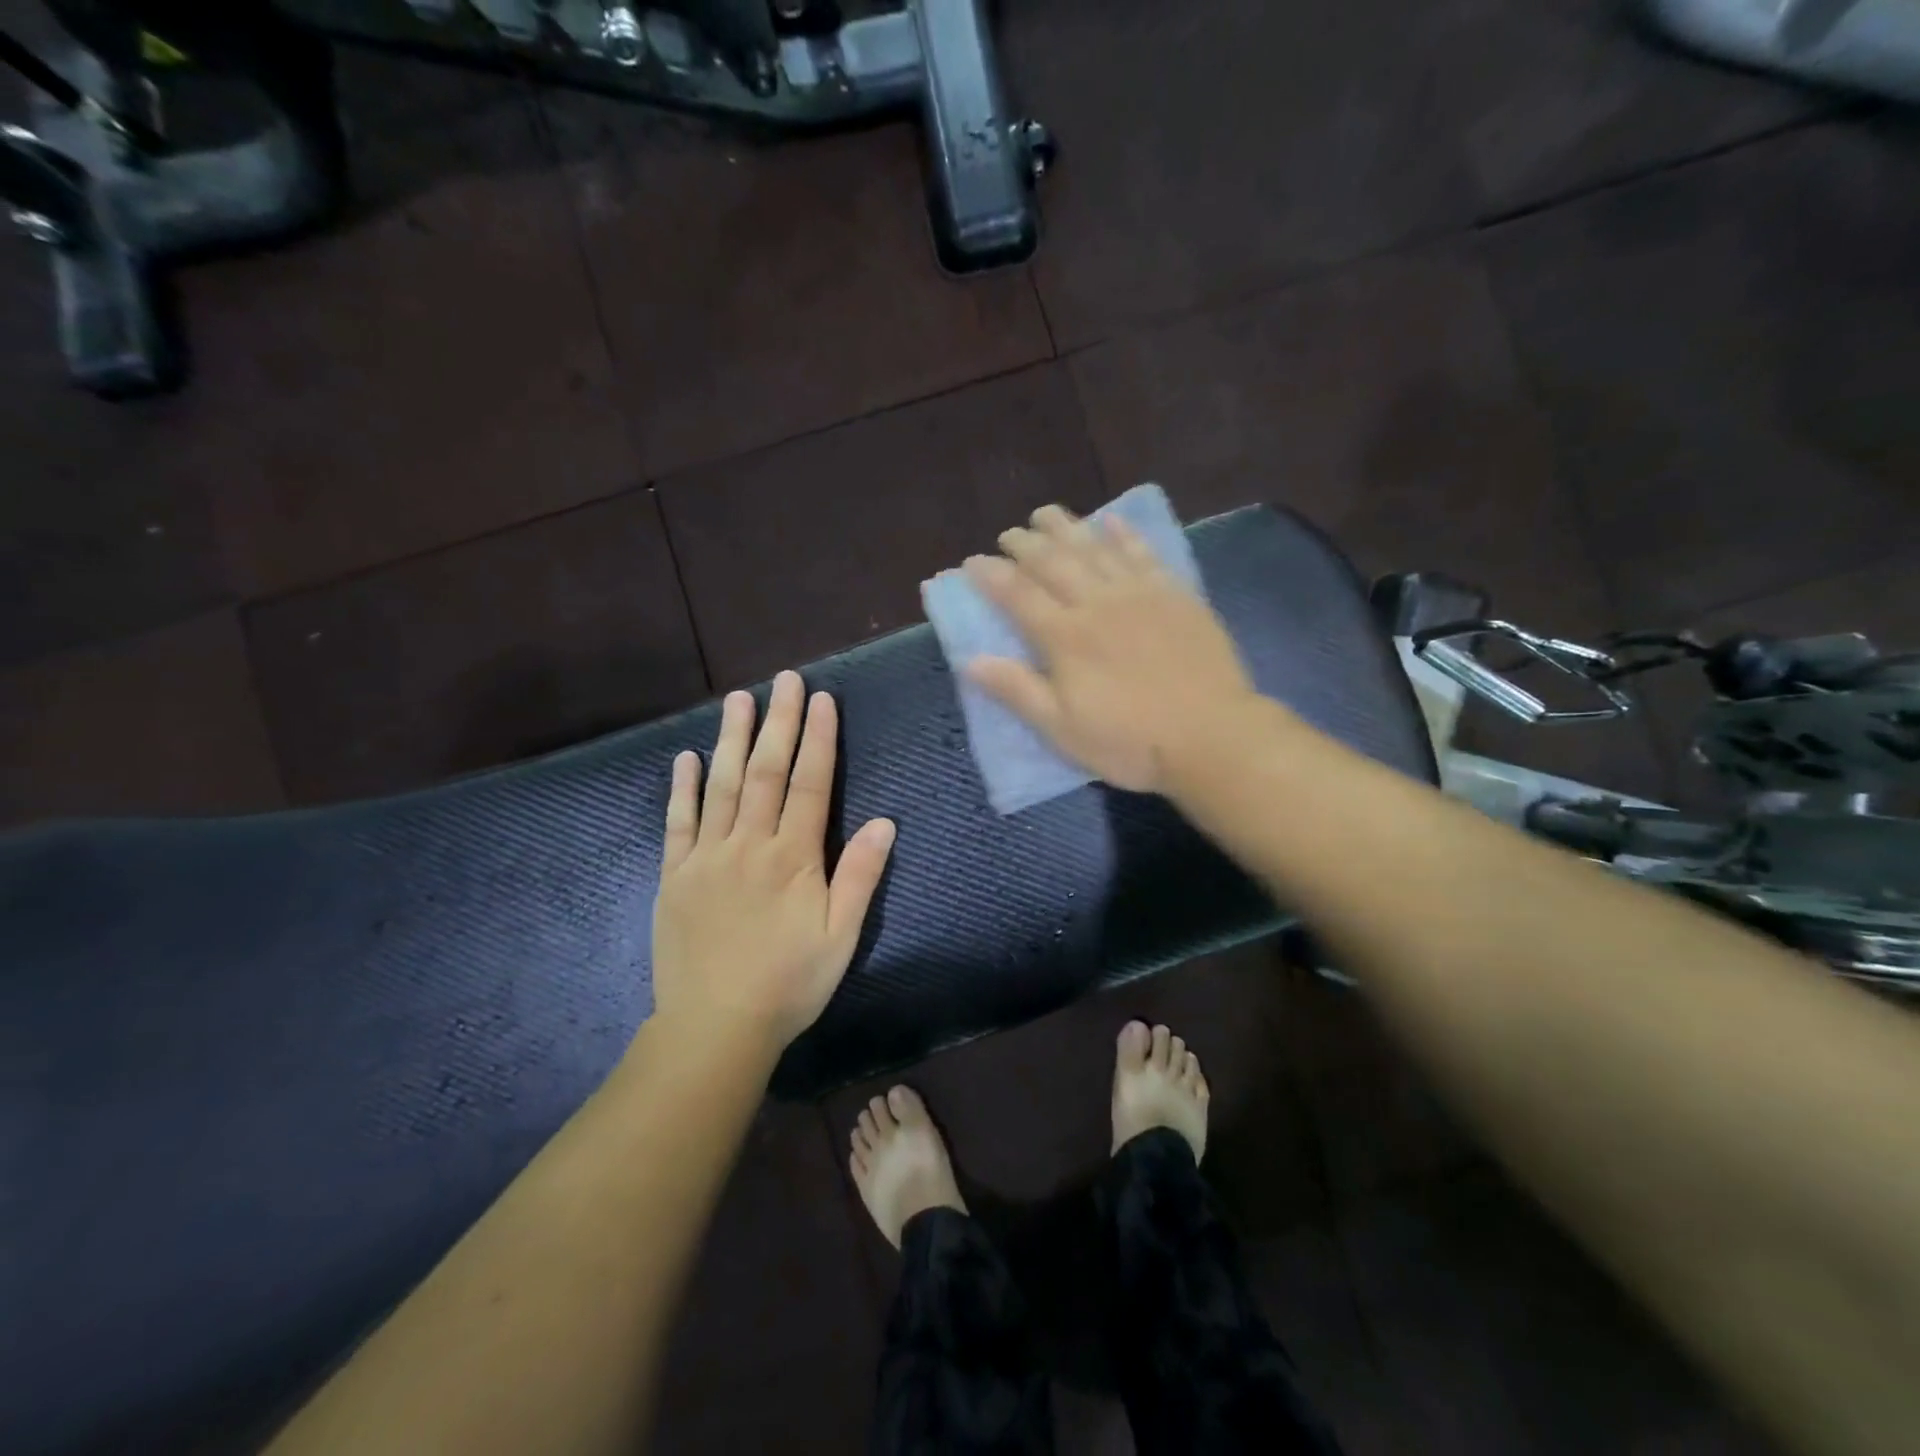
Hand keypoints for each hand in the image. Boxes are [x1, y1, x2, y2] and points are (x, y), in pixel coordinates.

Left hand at [650, 671, 896, 1053]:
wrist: (716, 1028)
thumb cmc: (790, 983)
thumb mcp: (841, 936)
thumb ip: (860, 876)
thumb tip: (884, 821)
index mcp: (792, 858)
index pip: (809, 784)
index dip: (818, 739)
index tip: (821, 700)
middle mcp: (748, 845)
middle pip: (765, 772)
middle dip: (778, 722)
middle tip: (783, 680)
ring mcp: (706, 857)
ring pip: (721, 786)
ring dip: (731, 739)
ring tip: (738, 699)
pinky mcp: (675, 876)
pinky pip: (678, 823)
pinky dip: (683, 788)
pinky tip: (687, 758)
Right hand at [964, 504, 1258, 793]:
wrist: (1212, 736)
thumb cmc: (1130, 742)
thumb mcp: (1062, 729)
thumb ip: (1017, 690)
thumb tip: (969, 660)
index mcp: (1065, 637)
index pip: (1018, 594)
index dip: (991, 575)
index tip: (972, 561)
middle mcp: (1097, 603)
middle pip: (1053, 562)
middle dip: (1025, 544)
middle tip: (1008, 534)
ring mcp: (1140, 594)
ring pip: (1095, 548)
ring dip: (1066, 528)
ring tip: (1046, 514)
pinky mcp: (1175, 594)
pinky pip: (1144, 553)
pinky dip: (1124, 534)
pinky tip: (1111, 521)